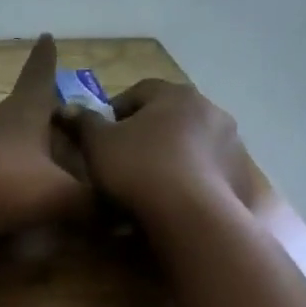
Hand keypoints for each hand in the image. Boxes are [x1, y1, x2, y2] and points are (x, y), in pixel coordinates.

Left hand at [0, 34, 90, 237]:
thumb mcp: (61, 197)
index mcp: (22, 115)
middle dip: (21, 110)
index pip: (38, 78)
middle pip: (6, 107)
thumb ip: (93, 204)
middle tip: (36, 120)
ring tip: (9, 156)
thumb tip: (120, 215)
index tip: (45, 38)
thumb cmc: (6, 186)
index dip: (45, 60)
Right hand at [59, 77, 252, 225]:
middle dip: (147, 132)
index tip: (102, 135)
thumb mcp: (97, 144)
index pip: (140, 91)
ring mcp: (231, 142)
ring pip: (191, 142)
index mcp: (175, 94)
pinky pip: (208, 169)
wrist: (190, 215)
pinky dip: (191, 177)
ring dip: (172, 154)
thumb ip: (83, 122)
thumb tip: (65, 108)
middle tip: (125, 158)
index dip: (116, 111)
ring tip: (150, 182)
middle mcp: (210, 109)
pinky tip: (174, 198)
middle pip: (169, 115)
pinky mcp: (240, 174)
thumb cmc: (138, 167)